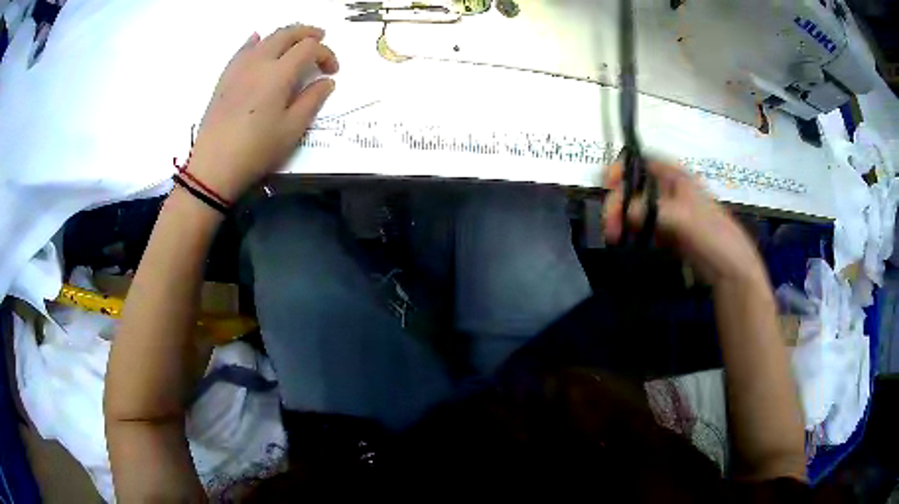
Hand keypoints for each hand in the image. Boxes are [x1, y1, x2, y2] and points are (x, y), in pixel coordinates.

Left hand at [186, 25, 338, 200]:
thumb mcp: (292, 130)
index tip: (332, 71)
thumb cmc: (256, 150)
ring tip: (295, 41)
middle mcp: (259, 62)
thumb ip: (312, 100)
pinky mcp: (225, 78)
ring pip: (265, 38)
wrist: (214, 166)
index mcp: (279, 74)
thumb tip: (326, 82)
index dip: (326, 54)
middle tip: (320, 39)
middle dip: (307, 33)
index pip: (309, 48)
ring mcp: (239, 68)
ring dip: (284, 35)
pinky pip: (242, 50)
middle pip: (287, 34)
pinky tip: (258, 41)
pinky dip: (255, 41)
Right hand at [602, 160, 766, 287]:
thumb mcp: (686, 219)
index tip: (607, 184)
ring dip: (622, 220)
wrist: (730, 269)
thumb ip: (653, 210)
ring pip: (637, 209)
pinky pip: (644, 228)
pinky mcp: (668, 234)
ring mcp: (669, 214)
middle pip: (636, 188)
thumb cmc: (714, 236)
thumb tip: (624, 210)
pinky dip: (632, 233)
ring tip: (614, 238)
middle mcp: (670, 192)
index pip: (644, 163)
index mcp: (677, 178)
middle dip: (619, 202)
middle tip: (609, 226)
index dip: (623, 168)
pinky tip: (625, 242)